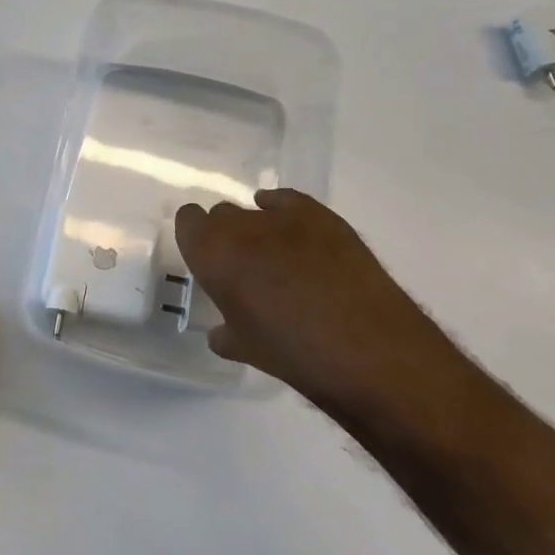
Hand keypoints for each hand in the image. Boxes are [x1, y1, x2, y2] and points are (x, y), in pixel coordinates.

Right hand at [173, 188, 448, 408]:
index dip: (196, 238)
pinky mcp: (321, 215)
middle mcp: (240, 226)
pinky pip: (289, 201)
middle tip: (242, 267)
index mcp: (211, 254)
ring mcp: (283, 216)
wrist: (366, 348)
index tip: (206, 260)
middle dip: (227, 235)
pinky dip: (284, 211)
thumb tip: (221, 333)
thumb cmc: (292, 353)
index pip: (188, 221)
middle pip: (221, 214)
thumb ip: (226, 334)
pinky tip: (292, 231)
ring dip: (258, 229)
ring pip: (255, 209)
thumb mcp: (247, 349)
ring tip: (276, 259)